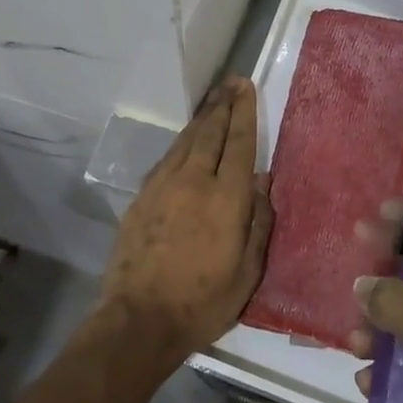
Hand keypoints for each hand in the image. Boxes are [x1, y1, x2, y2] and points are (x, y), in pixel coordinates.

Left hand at [100, 79, 271, 364]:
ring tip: (213, 100)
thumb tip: (262, 181)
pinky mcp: (142, 196)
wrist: (139, 320)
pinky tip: (186, 139)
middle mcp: (193, 181)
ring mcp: (163, 186)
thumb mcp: (247, 272)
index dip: (244, 113)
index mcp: (225, 198)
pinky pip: (166, 158)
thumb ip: (258, 222)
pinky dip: (181, 142)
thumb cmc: (203, 302)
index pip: (238, 143)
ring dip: (201, 117)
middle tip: (232, 82)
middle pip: (210, 132)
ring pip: (185, 140)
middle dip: (223, 104)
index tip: (246, 87)